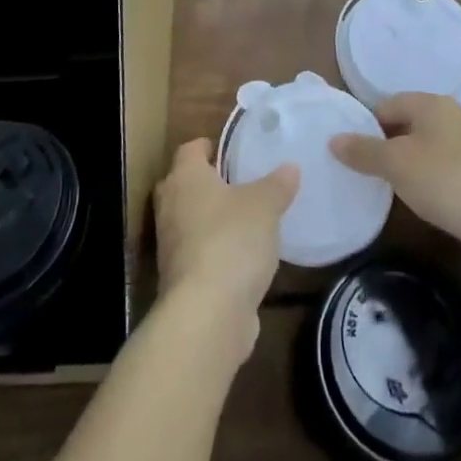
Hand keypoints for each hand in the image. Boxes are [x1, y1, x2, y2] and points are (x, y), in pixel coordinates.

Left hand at [153, 139, 297, 347]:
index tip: (227, 150)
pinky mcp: (178, 280)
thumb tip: (290, 167)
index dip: (207, 146)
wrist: (207, 314)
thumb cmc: (232, 240)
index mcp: (186, 178)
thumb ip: (277, 185)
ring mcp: (170, 246)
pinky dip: (212, 251)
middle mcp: (170, 206)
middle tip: (235, 183)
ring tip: (243, 220)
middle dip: (205, 183)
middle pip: (182, 184)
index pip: (189, 149)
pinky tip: (240, 258)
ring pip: (187, 221)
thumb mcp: (265, 206)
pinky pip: (195, 254)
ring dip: (209, 220)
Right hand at [330, 93, 460, 249]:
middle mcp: (451, 119)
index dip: (365, 126)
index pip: (386, 105)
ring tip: (384, 192)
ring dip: (406, 169)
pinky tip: (418, 205)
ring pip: (424, 152)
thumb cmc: (447, 181)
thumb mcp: (396, 164)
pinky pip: (442, 174)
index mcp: (431, 104)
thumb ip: (363, 151)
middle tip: (360, 173)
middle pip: (406, 127)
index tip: (348, 154)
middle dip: (384, 148)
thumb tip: (333, 139)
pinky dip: (427, 185)